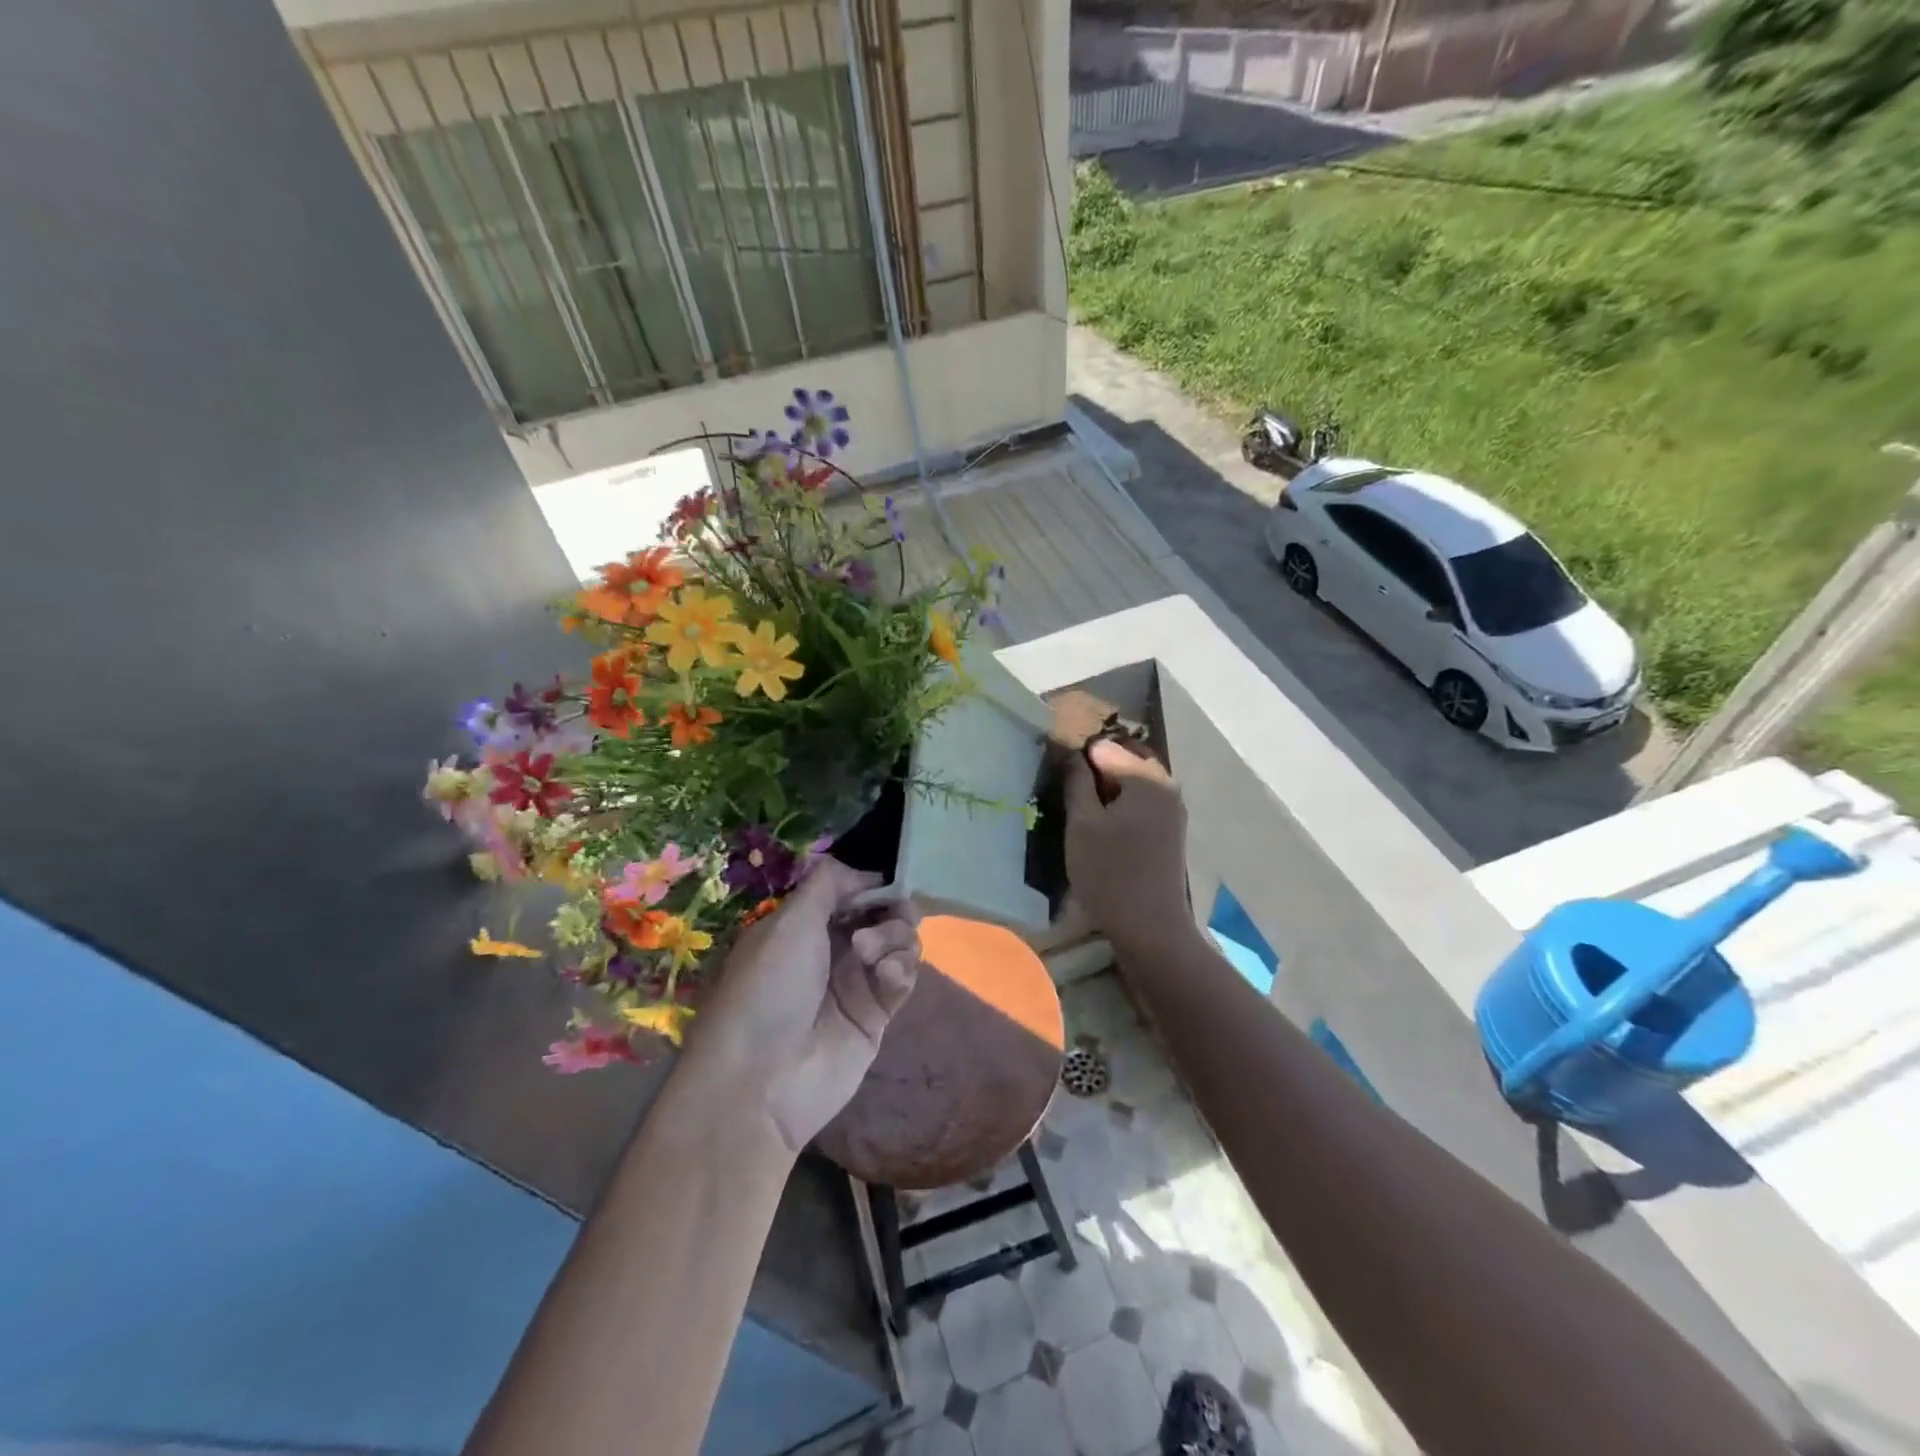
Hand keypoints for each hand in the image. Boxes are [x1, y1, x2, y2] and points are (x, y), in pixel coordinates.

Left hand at [679, 860, 920, 1155]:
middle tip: (889, 918)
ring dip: (895, 938)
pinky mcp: (876, 1016)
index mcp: (804, 926)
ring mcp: (855, 984)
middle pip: (880, 915)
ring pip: (897, 944)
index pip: (851, 893)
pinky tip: (889, 975)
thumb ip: (829, 884)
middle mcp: (831, 950)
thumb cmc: (768, 987)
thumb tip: (865, 872)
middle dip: (892, 910)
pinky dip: (901, 969)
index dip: (872, 886)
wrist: (761, 1079)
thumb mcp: (790, 921)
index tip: (887, 884)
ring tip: (874, 955)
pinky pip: (902, 979)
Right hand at [1064, 739, 1192, 953]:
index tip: (1055, 773)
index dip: (1077, 756)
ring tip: (1079, 805)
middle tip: (1065, 787)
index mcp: (1146, 777)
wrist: (1150, 926)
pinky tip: (1100, 823)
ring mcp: (1172, 809)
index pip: (1104, 748)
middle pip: (1124, 760)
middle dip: (1095, 768)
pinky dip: (1120, 804)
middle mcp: (1166, 785)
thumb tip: (1074, 755)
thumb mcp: (1082, 824)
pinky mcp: (1170, 830)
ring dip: (1107, 787)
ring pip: (1133, 783)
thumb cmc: (1110, 872)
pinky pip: (1141, 802)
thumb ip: (1077, 782)